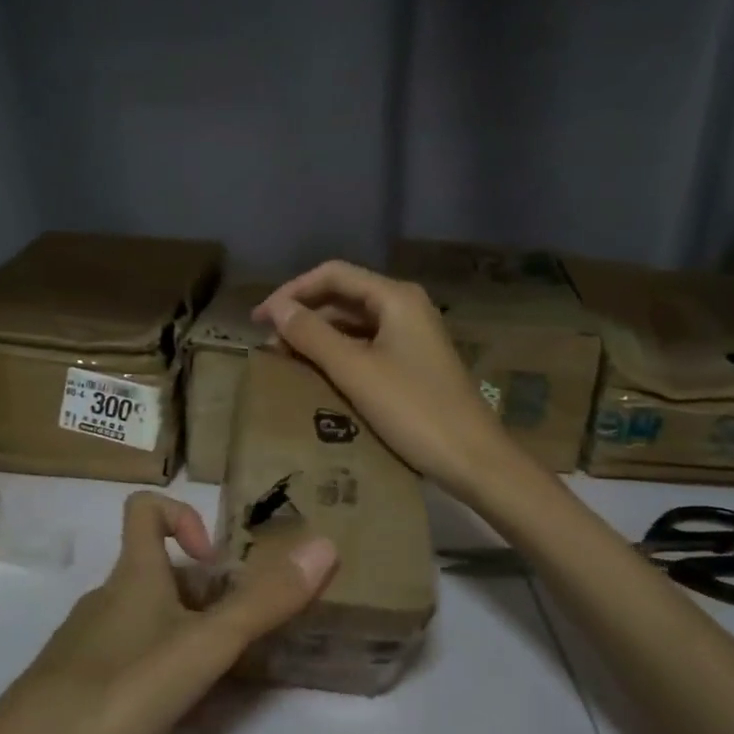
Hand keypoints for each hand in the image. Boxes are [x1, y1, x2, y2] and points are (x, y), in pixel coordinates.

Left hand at [0, 492, 336, 733]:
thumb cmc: (118, 689)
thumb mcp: (202, 647)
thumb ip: (263, 603)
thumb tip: (324, 545)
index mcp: (134, 575)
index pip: (144, 508)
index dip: (182, 516)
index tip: (214, 559)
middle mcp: (106, 596)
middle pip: (156, 571)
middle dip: (200, 595)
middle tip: (231, 637)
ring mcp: (84, 640)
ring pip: (141, 617)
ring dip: (179, 634)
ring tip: (207, 679)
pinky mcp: (70, 681)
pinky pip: (121, 655)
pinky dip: (151, 667)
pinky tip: (163, 712)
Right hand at [255, 260, 522, 500]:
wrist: (473, 459)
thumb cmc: (413, 410)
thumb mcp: (355, 371)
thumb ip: (312, 335)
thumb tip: (276, 309)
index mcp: (396, 297)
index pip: (333, 275)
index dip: (292, 292)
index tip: (259, 319)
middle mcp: (406, 306)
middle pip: (343, 295)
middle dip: (303, 313)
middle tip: (267, 341)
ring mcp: (412, 335)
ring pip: (354, 322)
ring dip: (318, 335)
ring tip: (284, 358)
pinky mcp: (413, 362)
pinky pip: (367, 345)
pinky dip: (338, 353)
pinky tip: (317, 373)